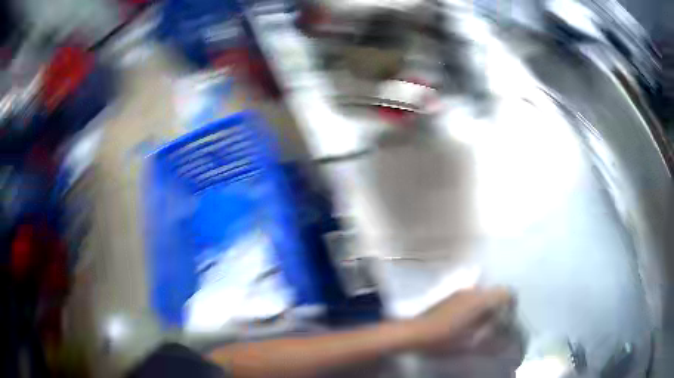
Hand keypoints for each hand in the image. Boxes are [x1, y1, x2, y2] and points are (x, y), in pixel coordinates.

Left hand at [408, 288, 513, 352]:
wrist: (414, 332)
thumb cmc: (444, 339)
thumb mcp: (470, 343)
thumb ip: (490, 338)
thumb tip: (503, 337)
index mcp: (480, 300)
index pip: (505, 292)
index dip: (511, 303)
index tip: (508, 317)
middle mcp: (472, 291)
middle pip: (494, 292)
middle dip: (499, 305)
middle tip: (496, 322)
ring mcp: (460, 291)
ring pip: (482, 293)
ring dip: (487, 304)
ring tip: (482, 322)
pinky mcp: (450, 295)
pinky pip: (471, 295)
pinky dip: (475, 304)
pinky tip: (467, 320)